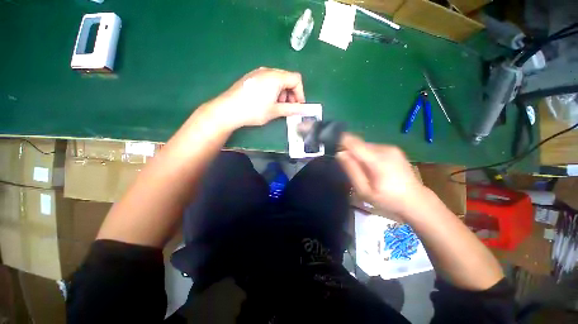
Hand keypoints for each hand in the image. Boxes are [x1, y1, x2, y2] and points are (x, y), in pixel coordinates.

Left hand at [208, 67, 308, 129]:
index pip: (296, 79)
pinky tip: (267, 101)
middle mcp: (268, 71)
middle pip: (287, 78)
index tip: (298, 106)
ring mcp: (258, 73)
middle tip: (288, 107)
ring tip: (277, 106)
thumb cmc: (254, 110)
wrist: (228, 110)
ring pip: (278, 80)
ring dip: (282, 93)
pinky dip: (273, 91)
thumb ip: (291, 109)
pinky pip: (268, 81)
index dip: (300, 93)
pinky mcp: (251, 77)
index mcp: (276, 77)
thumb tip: (303, 110)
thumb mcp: (275, 111)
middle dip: (291, 94)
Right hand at [336, 133, 425, 216]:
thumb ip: (352, 171)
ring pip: (365, 146)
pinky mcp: (394, 149)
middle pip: (359, 144)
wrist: (415, 200)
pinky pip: (373, 148)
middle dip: (350, 152)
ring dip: (359, 154)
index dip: (341, 141)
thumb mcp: (364, 190)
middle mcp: (385, 149)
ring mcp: (391, 148)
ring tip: (363, 170)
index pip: (354, 142)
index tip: (332, 145)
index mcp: (378, 160)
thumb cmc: (387, 199)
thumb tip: (340, 153)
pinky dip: (367, 155)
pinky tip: (372, 168)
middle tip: (349, 167)